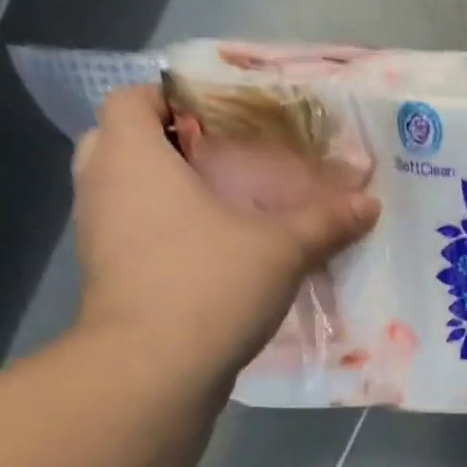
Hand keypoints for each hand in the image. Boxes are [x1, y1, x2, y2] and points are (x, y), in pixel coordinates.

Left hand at [69, 85, 380, 388]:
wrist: (156, 368)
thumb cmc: (210, 285)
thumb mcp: (281, 250)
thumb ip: (324, 223)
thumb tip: (370, 203)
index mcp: (132, 153)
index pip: (133, 97)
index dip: (172, 100)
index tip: (220, 122)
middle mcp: (101, 182)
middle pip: (125, 143)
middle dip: (169, 149)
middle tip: (222, 167)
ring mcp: (96, 233)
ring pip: (126, 194)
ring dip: (164, 197)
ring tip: (222, 213)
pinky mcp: (107, 277)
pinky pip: (133, 236)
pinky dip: (162, 237)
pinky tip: (209, 258)